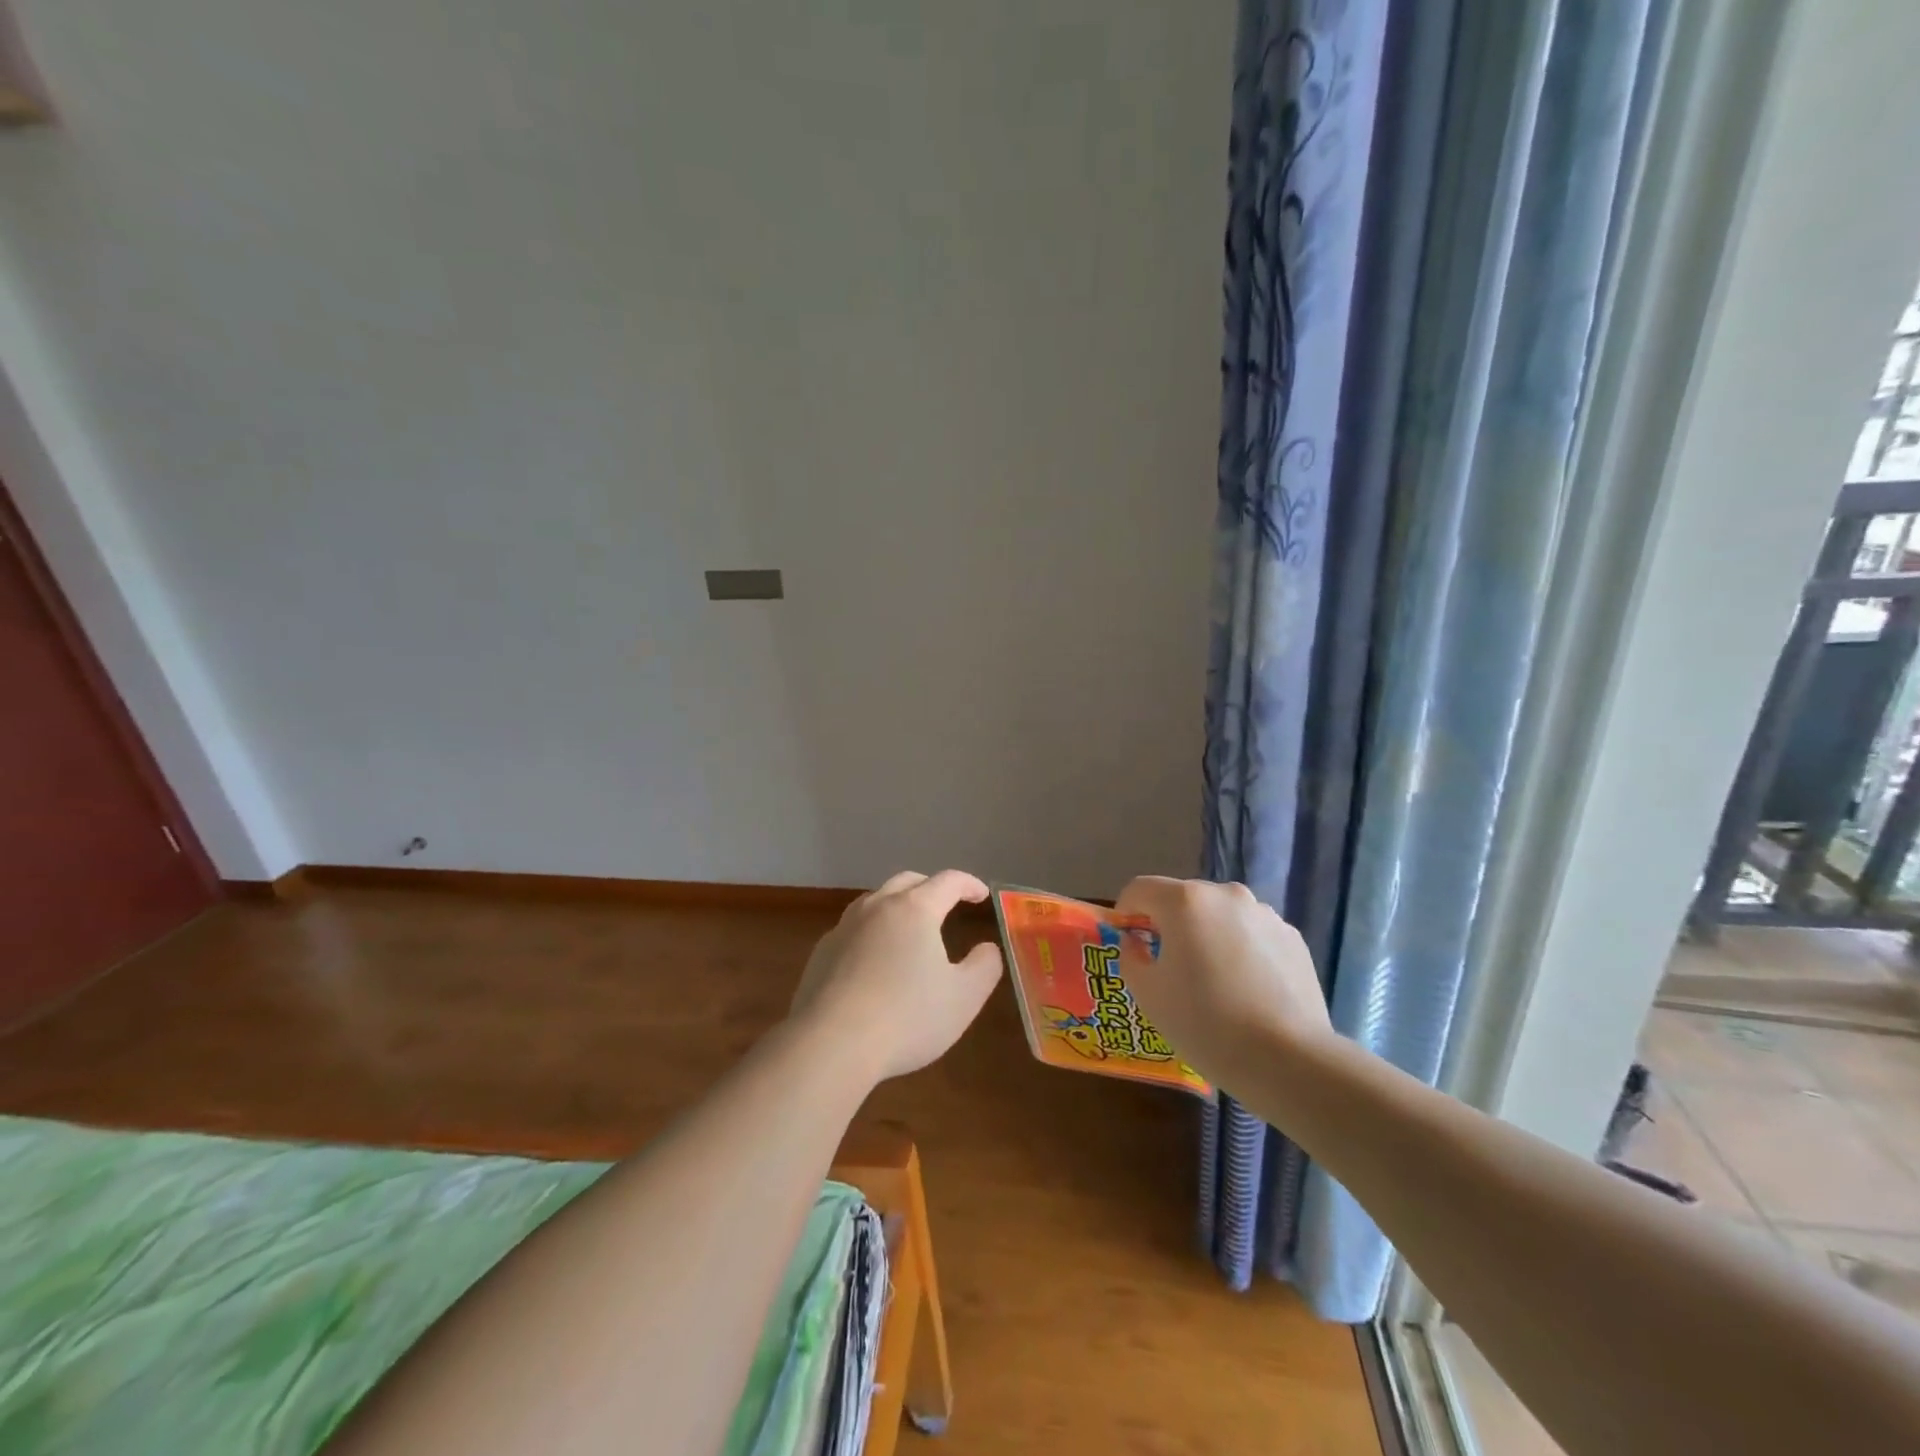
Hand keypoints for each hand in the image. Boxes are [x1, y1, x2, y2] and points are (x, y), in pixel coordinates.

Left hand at [789, 870, 1004, 1083]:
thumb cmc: (907, 1017)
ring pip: (875, 901)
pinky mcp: (822, 952)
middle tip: (947, 904)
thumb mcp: (964, 998)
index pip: (948, 881)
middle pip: (908, 882)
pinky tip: (874, 960)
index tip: (982, 896)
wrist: (831, 1044)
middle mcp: (877, 907)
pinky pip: (853, 929)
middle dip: (931, 887)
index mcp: (915, 909)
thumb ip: (984, 966)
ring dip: (897, 905)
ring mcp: (844, 927)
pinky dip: (872, 932)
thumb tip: (987, 948)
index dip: (969, 884)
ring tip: (909, 928)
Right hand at [1114, 876, 1333, 1079]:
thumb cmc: (1205, 1022)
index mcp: (1185, 901)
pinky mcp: (1292, 937)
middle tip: (1168, 966)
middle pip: (1183, 899)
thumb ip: (1131, 957)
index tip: (1128, 942)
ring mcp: (1264, 914)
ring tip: (1212, 981)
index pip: (1140, 889)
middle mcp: (1226, 894)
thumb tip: (1137, 943)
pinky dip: (1240, 950)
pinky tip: (1246, 989)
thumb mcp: (1148, 994)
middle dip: (1169, 925)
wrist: (1288, 1059)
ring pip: (1220, 916)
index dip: (1126, 912)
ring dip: (1207, 935)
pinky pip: (1251, 934)